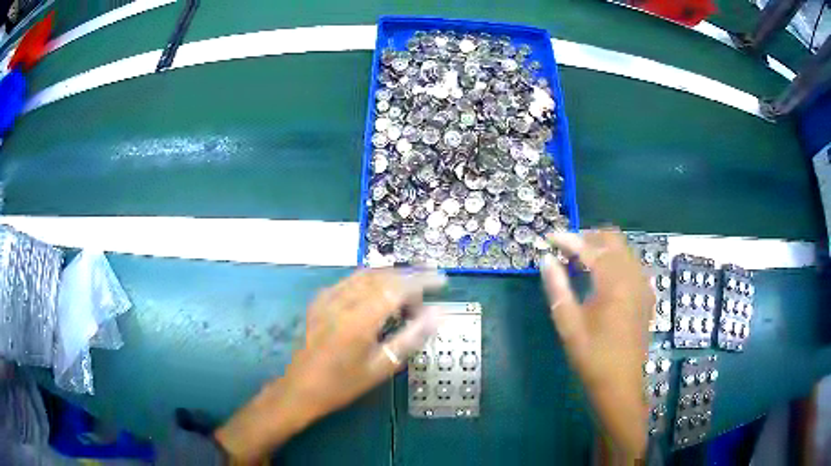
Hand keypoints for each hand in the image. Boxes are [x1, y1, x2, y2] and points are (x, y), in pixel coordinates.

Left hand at [215, 269, 445, 463]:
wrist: (300, 388)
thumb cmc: (343, 384)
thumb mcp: (382, 367)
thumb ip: (411, 337)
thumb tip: (437, 314)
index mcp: (360, 318)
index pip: (398, 287)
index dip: (423, 280)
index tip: (442, 281)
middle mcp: (343, 300)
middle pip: (383, 276)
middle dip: (409, 279)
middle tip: (426, 295)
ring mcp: (328, 297)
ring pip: (367, 275)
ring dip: (391, 279)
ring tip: (407, 296)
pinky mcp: (320, 300)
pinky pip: (350, 281)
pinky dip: (371, 282)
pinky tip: (378, 296)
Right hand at [541, 229, 652, 459]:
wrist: (620, 385)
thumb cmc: (592, 357)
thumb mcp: (569, 325)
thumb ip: (557, 288)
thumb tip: (545, 260)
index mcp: (614, 284)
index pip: (590, 248)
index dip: (568, 239)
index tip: (549, 238)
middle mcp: (632, 277)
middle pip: (613, 239)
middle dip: (588, 237)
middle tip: (566, 249)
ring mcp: (642, 285)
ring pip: (623, 250)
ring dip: (602, 248)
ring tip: (580, 261)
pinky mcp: (645, 295)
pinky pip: (631, 264)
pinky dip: (615, 261)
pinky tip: (602, 278)